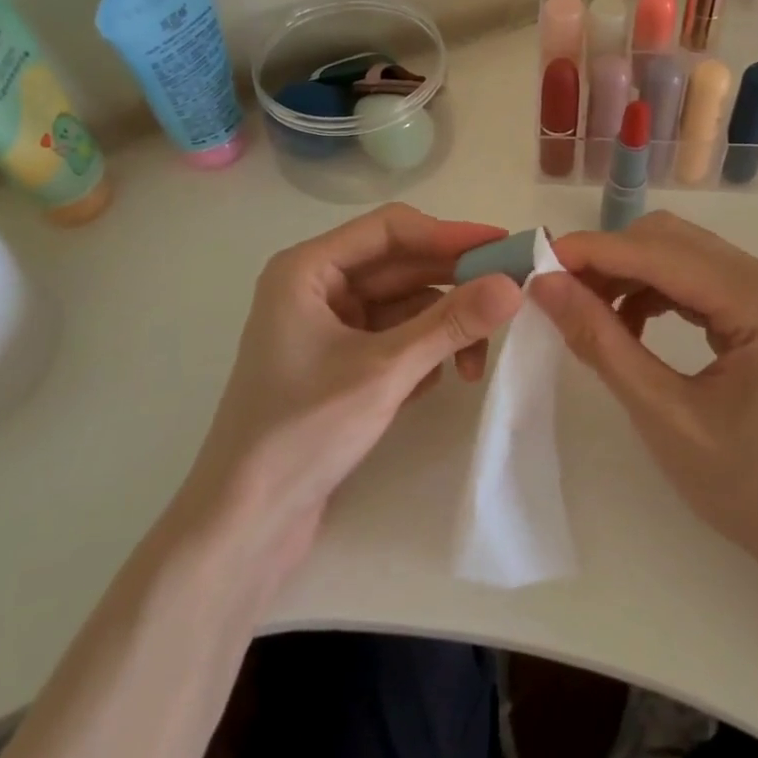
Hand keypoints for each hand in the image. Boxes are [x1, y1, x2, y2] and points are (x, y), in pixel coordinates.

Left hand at [183, 204, 521, 571]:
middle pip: (401, 267)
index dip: (449, 235)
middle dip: (453, 287)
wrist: (244, 527)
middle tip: (510, 299)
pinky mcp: (340, 363)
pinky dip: (423, 352)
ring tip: (473, 366)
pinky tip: (438, 381)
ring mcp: (328, 327)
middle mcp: (317, 288)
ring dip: (442, 328)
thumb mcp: (385, 371)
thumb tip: (513, 285)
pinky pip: (396, 337)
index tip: (503, 247)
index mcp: (308, 270)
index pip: (390, 229)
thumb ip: (451, 323)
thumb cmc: (302, 433)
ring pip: (403, 306)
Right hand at [530, 212, 757, 585]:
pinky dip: (655, 293)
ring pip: (682, 257)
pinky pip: (698, 283)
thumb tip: (546, 287)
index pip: (661, 252)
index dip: (594, 252)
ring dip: (629, 275)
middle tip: (557, 292)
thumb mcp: (667, 418)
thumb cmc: (756, 490)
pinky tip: (629, 326)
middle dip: (610, 259)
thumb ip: (603, 344)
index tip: (537, 262)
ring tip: (587, 312)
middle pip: (672, 241)